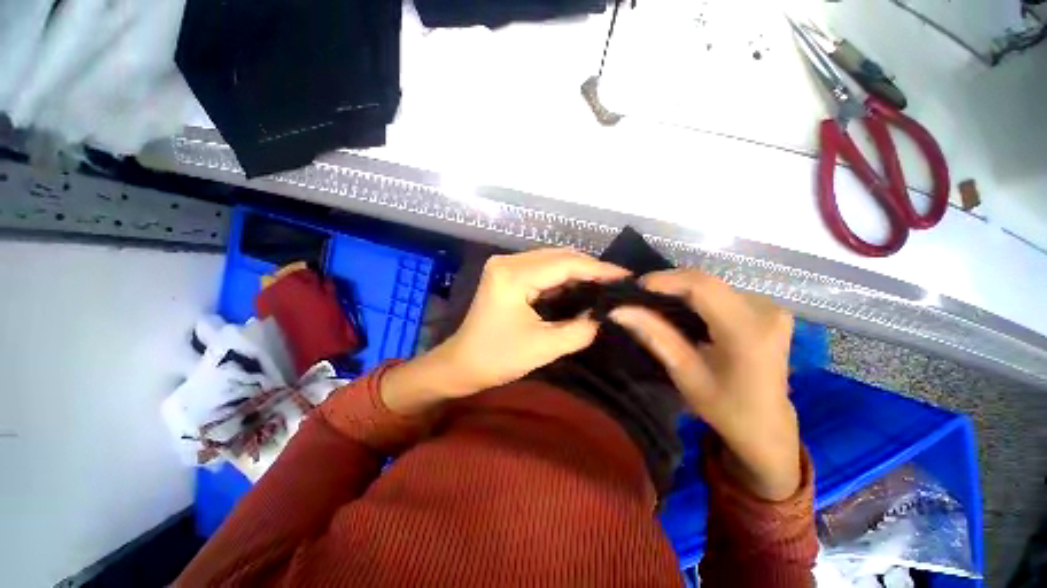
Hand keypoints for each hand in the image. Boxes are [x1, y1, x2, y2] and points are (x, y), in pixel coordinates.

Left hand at [381, 249, 627, 414]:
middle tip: (618, 282)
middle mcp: (507, 262)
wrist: (462, 364)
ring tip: (605, 284)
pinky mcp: (506, 274)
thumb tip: (603, 315)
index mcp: (513, 275)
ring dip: (577, 271)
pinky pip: (541, 269)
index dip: (598, 269)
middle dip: (590, 268)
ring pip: (551, 260)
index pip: (564, 264)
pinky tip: (581, 286)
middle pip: (558, 256)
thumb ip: (580, 330)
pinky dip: (563, 277)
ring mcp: (505, 266)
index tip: (626, 276)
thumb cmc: (497, 358)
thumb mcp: (544, 347)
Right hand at [609, 270, 800, 500]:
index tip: (635, 287)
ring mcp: (770, 307)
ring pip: (712, 284)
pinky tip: (679, 307)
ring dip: (680, 289)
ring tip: (653, 301)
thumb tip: (619, 310)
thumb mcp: (684, 373)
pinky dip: (695, 296)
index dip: (666, 280)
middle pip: (707, 282)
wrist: (767, 426)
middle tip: (639, 296)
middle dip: (669, 284)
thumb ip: (655, 335)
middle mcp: (766, 311)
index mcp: (748, 332)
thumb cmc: (725, 407)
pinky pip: (722, 291)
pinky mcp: (767, 309)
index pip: (702, 286)